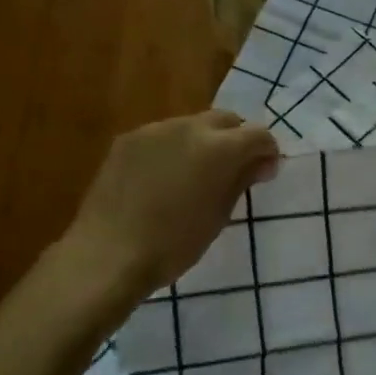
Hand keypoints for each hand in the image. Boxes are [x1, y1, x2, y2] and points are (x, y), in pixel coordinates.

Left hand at [62, 111, 278, 293]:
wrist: (108, 254)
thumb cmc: (174, 244)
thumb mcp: (219, 215)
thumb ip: (242, 180)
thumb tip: (261, 163)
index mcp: (219, 148)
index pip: (258, 134)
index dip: (267, 152)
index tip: (264, 173)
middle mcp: (189, 127)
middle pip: (225, 120)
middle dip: (236, 139)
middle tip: (234, 170)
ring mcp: (154, 130)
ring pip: (192, 125)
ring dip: (203, 142)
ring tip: (195, 174)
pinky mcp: (127, 140)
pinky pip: (162, 136)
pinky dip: (173, 149)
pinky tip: (163, 178)